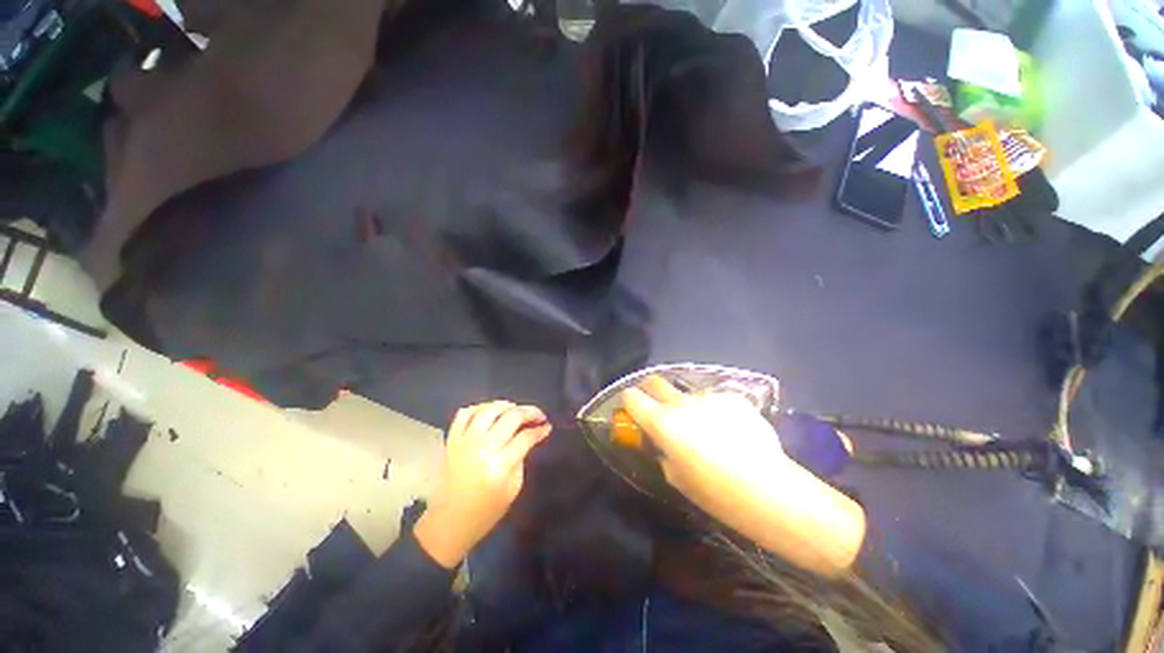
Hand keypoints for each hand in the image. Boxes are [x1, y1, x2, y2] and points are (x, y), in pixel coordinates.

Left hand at [414, 401, 550, 567]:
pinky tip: (490, 413)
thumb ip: (522, 456)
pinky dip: (479, 408)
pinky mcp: (453, 440)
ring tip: (516, 410)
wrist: (452, 520)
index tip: (547, 426)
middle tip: (538, 416)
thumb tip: (532, 434)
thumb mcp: (514, 487)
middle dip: (529, 412)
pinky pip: (465, 413)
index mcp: (500, 465)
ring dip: (507, 405)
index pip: (525, 437)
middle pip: (511, 417)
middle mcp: (482, 448)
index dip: (540, 429)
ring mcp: (465, 441)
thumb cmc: (488, 509)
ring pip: (489, 409)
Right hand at [622, 376, 865, 576]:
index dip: (628, 401)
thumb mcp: (676, 477)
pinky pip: (713, 400)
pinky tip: (729, 430)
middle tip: (657, 407)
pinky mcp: (733, 397)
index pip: (632, 396)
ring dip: (686, 405)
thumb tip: (659, 440)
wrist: (771, 490)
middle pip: (655, 381)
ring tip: (705, 428)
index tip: (632, 411)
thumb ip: (660, 451)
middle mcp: (681, 402)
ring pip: (687, 393)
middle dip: (649, 390)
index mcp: (662, 422)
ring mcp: (709, 396)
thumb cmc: (716, 493)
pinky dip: (713, 410)